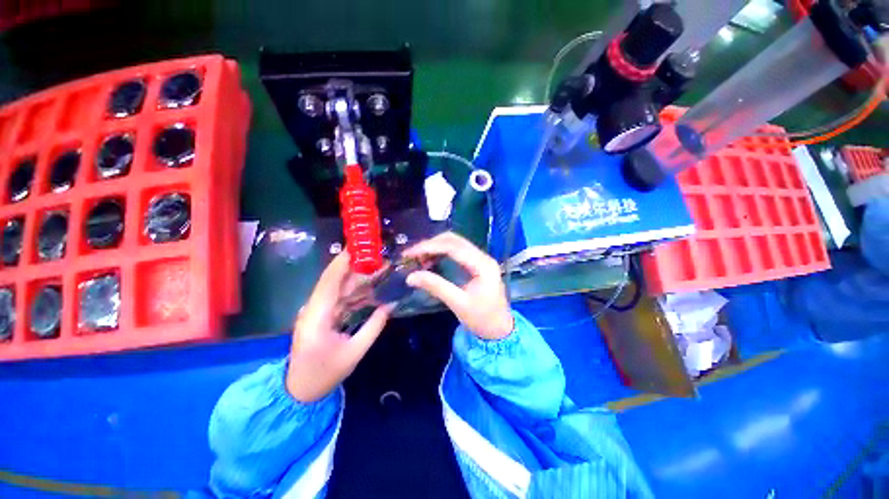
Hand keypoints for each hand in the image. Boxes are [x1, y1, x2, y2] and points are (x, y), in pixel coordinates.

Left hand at [286, 251, 391, 401]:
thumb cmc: (324, 374)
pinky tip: (367, 283)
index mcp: (316, 317)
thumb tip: (390, 306)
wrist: (299, 390)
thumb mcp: (354, 353)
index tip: (358, 248)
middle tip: (375, 254)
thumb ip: (373, 327)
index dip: (342, 263)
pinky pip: (338, 296)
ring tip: (375, 264)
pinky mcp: (320, 315)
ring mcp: (315, 311)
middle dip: (352, 264)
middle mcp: (313, 308)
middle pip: (332, 279)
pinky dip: (353, 288)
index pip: (329, 282)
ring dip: (354, 275)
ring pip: (335, 286)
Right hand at [403, 232, 512, 339]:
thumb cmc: (482, 319)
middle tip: (411, 255)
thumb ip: (436, 287)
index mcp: (483, 265)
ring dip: (435, 247)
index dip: (429, 247)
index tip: (410, 253)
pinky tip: (430, 260)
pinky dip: (441, 253)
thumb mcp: (458, 304)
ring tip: (418, 258)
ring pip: (455, 244)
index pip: (453, 247)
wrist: (500, 331)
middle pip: (454, 240)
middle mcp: (483, 257)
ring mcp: (481, 259)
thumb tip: (410, 277)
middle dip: (431, 244)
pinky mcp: (477, 264)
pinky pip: (457, 252)